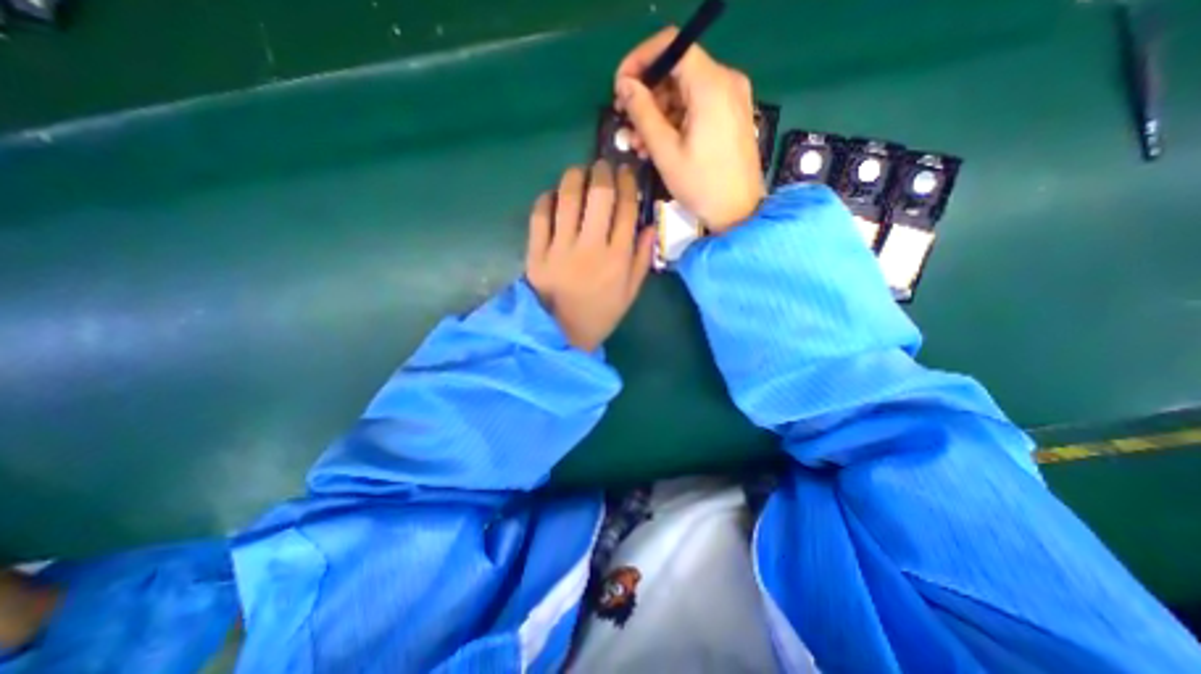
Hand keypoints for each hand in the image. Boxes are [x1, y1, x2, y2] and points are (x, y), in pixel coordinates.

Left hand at [526, 161, 654, 350]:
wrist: (562, 335)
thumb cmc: (600, 314)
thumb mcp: (630, 293)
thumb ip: (642, 259)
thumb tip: (650, 225)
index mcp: (617, 258)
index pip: (626, 209)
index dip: (628, 184)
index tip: (626, 173)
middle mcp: (591, 248)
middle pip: (599, 196)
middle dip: (603, 172)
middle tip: (602, 167)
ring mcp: (560, 249)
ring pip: (568, 199)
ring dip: (575, 177)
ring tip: (579, 173)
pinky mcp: (536, 254)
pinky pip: (540, 216)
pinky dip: (546, 200)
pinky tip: (553, 196)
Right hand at [613, 26, 764, 233]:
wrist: (739, 212)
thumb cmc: (702, 186)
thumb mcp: (666, 152)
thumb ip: (643, 113)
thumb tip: (624, 85)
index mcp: (711, 85)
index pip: (671, 45)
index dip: (640, 60)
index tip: (620, 86)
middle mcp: (725, 81)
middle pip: (677, 70)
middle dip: (647, 93)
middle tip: (625, 121)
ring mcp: (731, 98)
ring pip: (685, 91)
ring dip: (657, 113)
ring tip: (638, 143)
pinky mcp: (731, 115)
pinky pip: (697, 106)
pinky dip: (675, 120)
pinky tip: (658, 144)